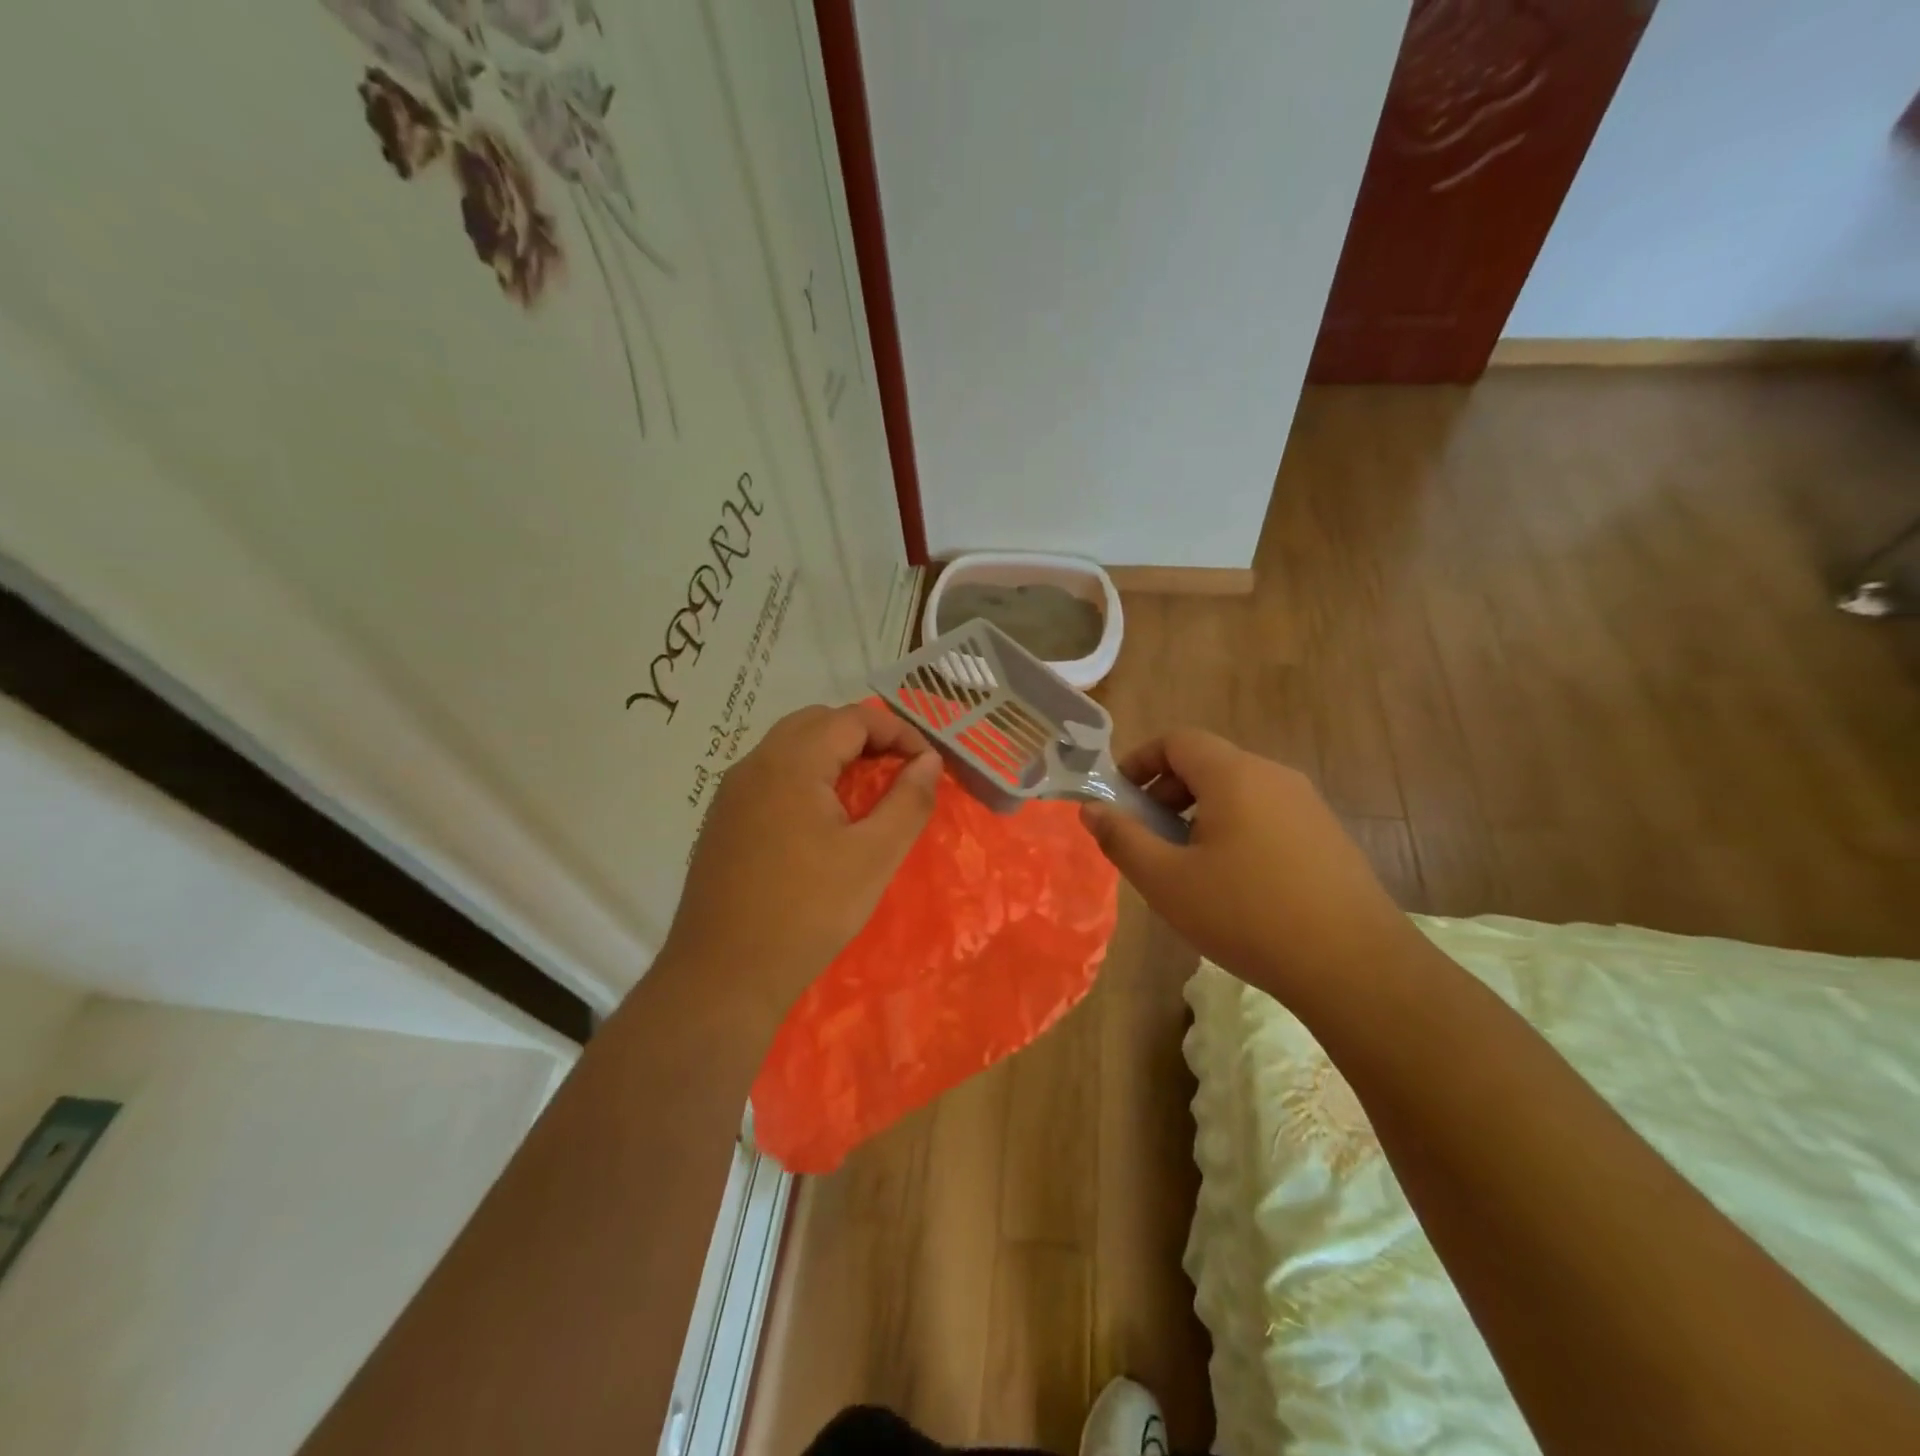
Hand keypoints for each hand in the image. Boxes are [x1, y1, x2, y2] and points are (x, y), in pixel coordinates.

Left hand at [660, 701, 942, 1017]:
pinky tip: (822, 818)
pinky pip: (770, 775)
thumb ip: (908, 802)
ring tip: (866, 790)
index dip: (897, 731)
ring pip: (790, 746)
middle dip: (864, 735)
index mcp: (791, 763)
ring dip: (833, 754)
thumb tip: (928, 761)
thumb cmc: (808, 911)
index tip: (926, 763)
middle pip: (817, 722)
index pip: (852, 718)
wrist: (724, 974)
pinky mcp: (722, 820)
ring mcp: (732, 792)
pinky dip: (806, 776)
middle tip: (898, 769)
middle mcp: (755, 764)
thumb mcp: (874, 857)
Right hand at [1080, 728, 1414, 1008]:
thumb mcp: (1167, 881)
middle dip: (1166, 790)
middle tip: (1147, 836)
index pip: (1178, 740)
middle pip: (1208, 763)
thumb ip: (1122, 838)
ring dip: (1199, 813)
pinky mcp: (1327, 836)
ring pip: (1238, 791)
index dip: (1140, 760)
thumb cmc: (1247, 915)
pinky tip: (1233, 883)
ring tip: (1186, 864)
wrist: (1355, 967)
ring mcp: (1307, 805)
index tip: (1119, 797)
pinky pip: (1266, 814)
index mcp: (1234, 775)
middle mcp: (1274, 776)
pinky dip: (1234, 829)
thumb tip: (1091, 809)